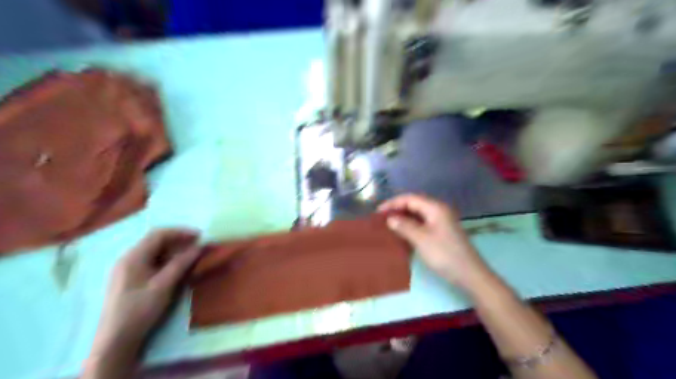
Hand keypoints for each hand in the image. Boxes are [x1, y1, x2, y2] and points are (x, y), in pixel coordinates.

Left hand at [93, 227, 201, 349]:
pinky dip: (167, 260)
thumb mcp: (163, 285)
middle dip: (179, 241)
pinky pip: (151, 261)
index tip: (199, 236)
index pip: (158, 234)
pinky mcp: (130, 279)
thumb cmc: (140, 309)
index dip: (180, 232)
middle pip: (156, 241)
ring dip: (174, 251)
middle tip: (198, 246)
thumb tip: (198, 247)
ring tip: (191, 256)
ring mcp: (128, 269)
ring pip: (154, 252)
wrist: (116, 340)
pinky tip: (177, 268)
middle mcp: (128, 258)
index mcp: (133, 257)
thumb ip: (181, 264)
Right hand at [377, 194, 488, 287]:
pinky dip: (411, 226)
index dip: (393, 203)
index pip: (410, 198)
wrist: (469, 274)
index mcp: (435, 208)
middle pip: (414, 204)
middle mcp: (439, 211)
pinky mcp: (442, 232)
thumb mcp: (421, 239)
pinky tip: (402, 234)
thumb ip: (404, 226)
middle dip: (397, 209)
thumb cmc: (444, 254)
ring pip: (418, 214)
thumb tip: (390, 218)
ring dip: (404, 218)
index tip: (378, 212)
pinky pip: (423, 223)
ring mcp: (441, 221)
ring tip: (389, 225)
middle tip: (382, 218)